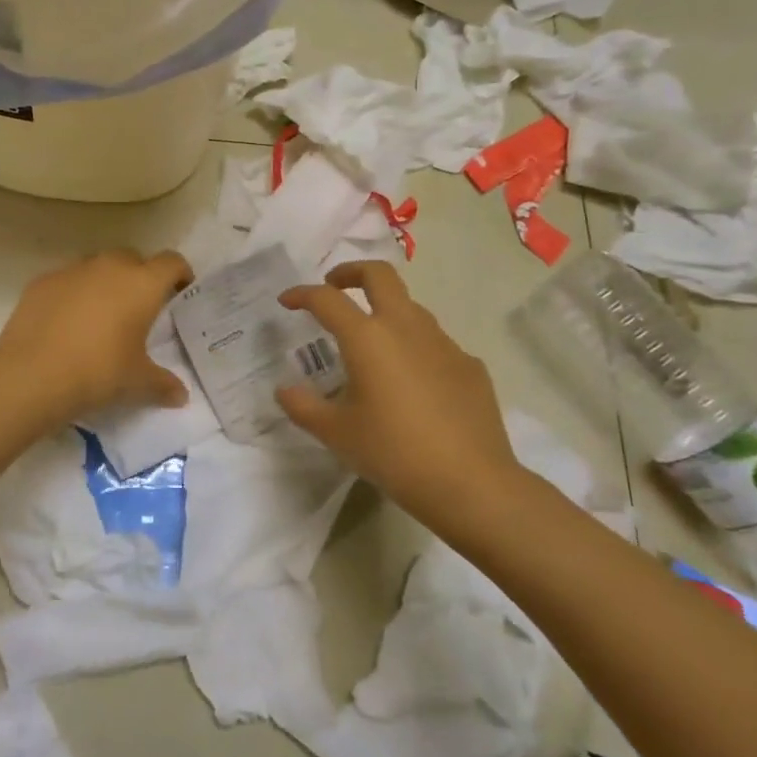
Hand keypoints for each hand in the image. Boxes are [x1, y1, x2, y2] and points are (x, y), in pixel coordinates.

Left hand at [0, 250, 194, 422]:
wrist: (32, 374)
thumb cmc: (98, 372)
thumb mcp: (136, 382)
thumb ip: (163, 384)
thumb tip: (181, 396)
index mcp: (141, 284)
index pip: (171, 262)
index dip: (180, 273)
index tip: (180, 291)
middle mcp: (109, 266)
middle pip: (133, 259)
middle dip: (139, 277)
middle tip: (139, 308)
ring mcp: (72, 270)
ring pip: (97, 266)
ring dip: (105, 283)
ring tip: (101, 315)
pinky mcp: (42, 281)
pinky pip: (67, 280)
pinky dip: (73, 294)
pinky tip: (66, 323)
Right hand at [275, 262, 530, 528]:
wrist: (471, 483)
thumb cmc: (393, 453)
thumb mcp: (336, 433)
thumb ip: (303, 406)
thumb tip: (285, 390)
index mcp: (367, 338)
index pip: (327, 299)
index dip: (302, 294)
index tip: (287, 301)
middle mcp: (406, 327)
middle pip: (380, 275)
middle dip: (351, 272)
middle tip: (334, 286)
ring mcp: (444, 343)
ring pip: (410, 307)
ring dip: (385, 310)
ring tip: (370, 341)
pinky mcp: (469, 365)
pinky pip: (435, 343)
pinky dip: (414, 346)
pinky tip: (411, 382)